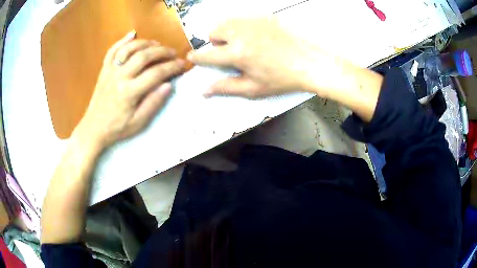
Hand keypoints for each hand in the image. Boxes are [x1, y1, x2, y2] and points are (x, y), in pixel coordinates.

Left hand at [74, 31, 185, 148]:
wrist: (93, 128)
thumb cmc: (116, 128)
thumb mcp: (138, 123)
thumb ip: (153, 103)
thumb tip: (168, 85)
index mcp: (129, 92)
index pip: (156, 73)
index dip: (172, 67)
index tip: (182, 64)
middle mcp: (120, 77)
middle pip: (144, 56)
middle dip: (162, 51)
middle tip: (173, 52)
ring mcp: (110, 71)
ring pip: (129, 49)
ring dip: (145, 43)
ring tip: (157, 44)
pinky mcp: (104, 70)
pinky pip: (112, 51)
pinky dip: (122, 41)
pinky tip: (132, 34)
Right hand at [187, 17, 340, 98]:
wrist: (311, 62)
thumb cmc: (283, 79)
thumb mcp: (254, 88)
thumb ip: (226, 87)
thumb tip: (203, 91)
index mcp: (237, 53)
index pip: (207, 54)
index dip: (197, 57)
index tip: (192, 58)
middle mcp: (241, 32)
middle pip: (213, 31)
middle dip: (216, 42)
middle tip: (230, 52)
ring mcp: (253, 21)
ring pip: (226, 21)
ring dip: (227, 31)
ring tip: (242, 42)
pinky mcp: (264, 15)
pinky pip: (243, 17)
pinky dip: (242, 25)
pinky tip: (256, 35)